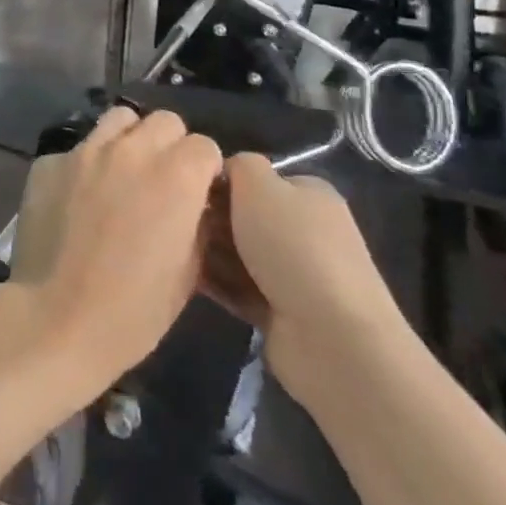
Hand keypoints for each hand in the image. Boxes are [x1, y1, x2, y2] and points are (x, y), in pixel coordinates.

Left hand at [4, 106, 223, 402]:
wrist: (56, 317)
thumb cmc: (132, 311)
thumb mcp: (186, 274)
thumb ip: (195, 224)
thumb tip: (194, 205)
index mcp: (175, 177)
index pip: (204, 145)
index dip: (204, 169)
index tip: (198, 192)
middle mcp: (131, 151)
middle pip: (163, 122)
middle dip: (170, 145)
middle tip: (162, 179)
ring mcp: (85, 150)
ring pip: (118, 119)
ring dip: (129, 140)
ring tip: (122, 173)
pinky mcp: (49, 160)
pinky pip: (77, 148)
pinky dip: (85, 164)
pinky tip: (78, 196)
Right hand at [201, 153, 408, 406]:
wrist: (331, 340)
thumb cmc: (292, 247)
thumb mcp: (259, 184)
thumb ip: (238, 164)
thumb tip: (224, 171)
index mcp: (310, 196)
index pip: (257, 178)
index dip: (221, 180)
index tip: (189, 187)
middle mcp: (306, 232)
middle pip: (245, 216)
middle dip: (211, 217)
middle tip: (178, 219)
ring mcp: (296, 275)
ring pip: (238, 253)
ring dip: (208, 250)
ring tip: (174, 246)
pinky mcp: (282, 313)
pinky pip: (238, 288)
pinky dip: (215, 282)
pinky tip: (184, 274)